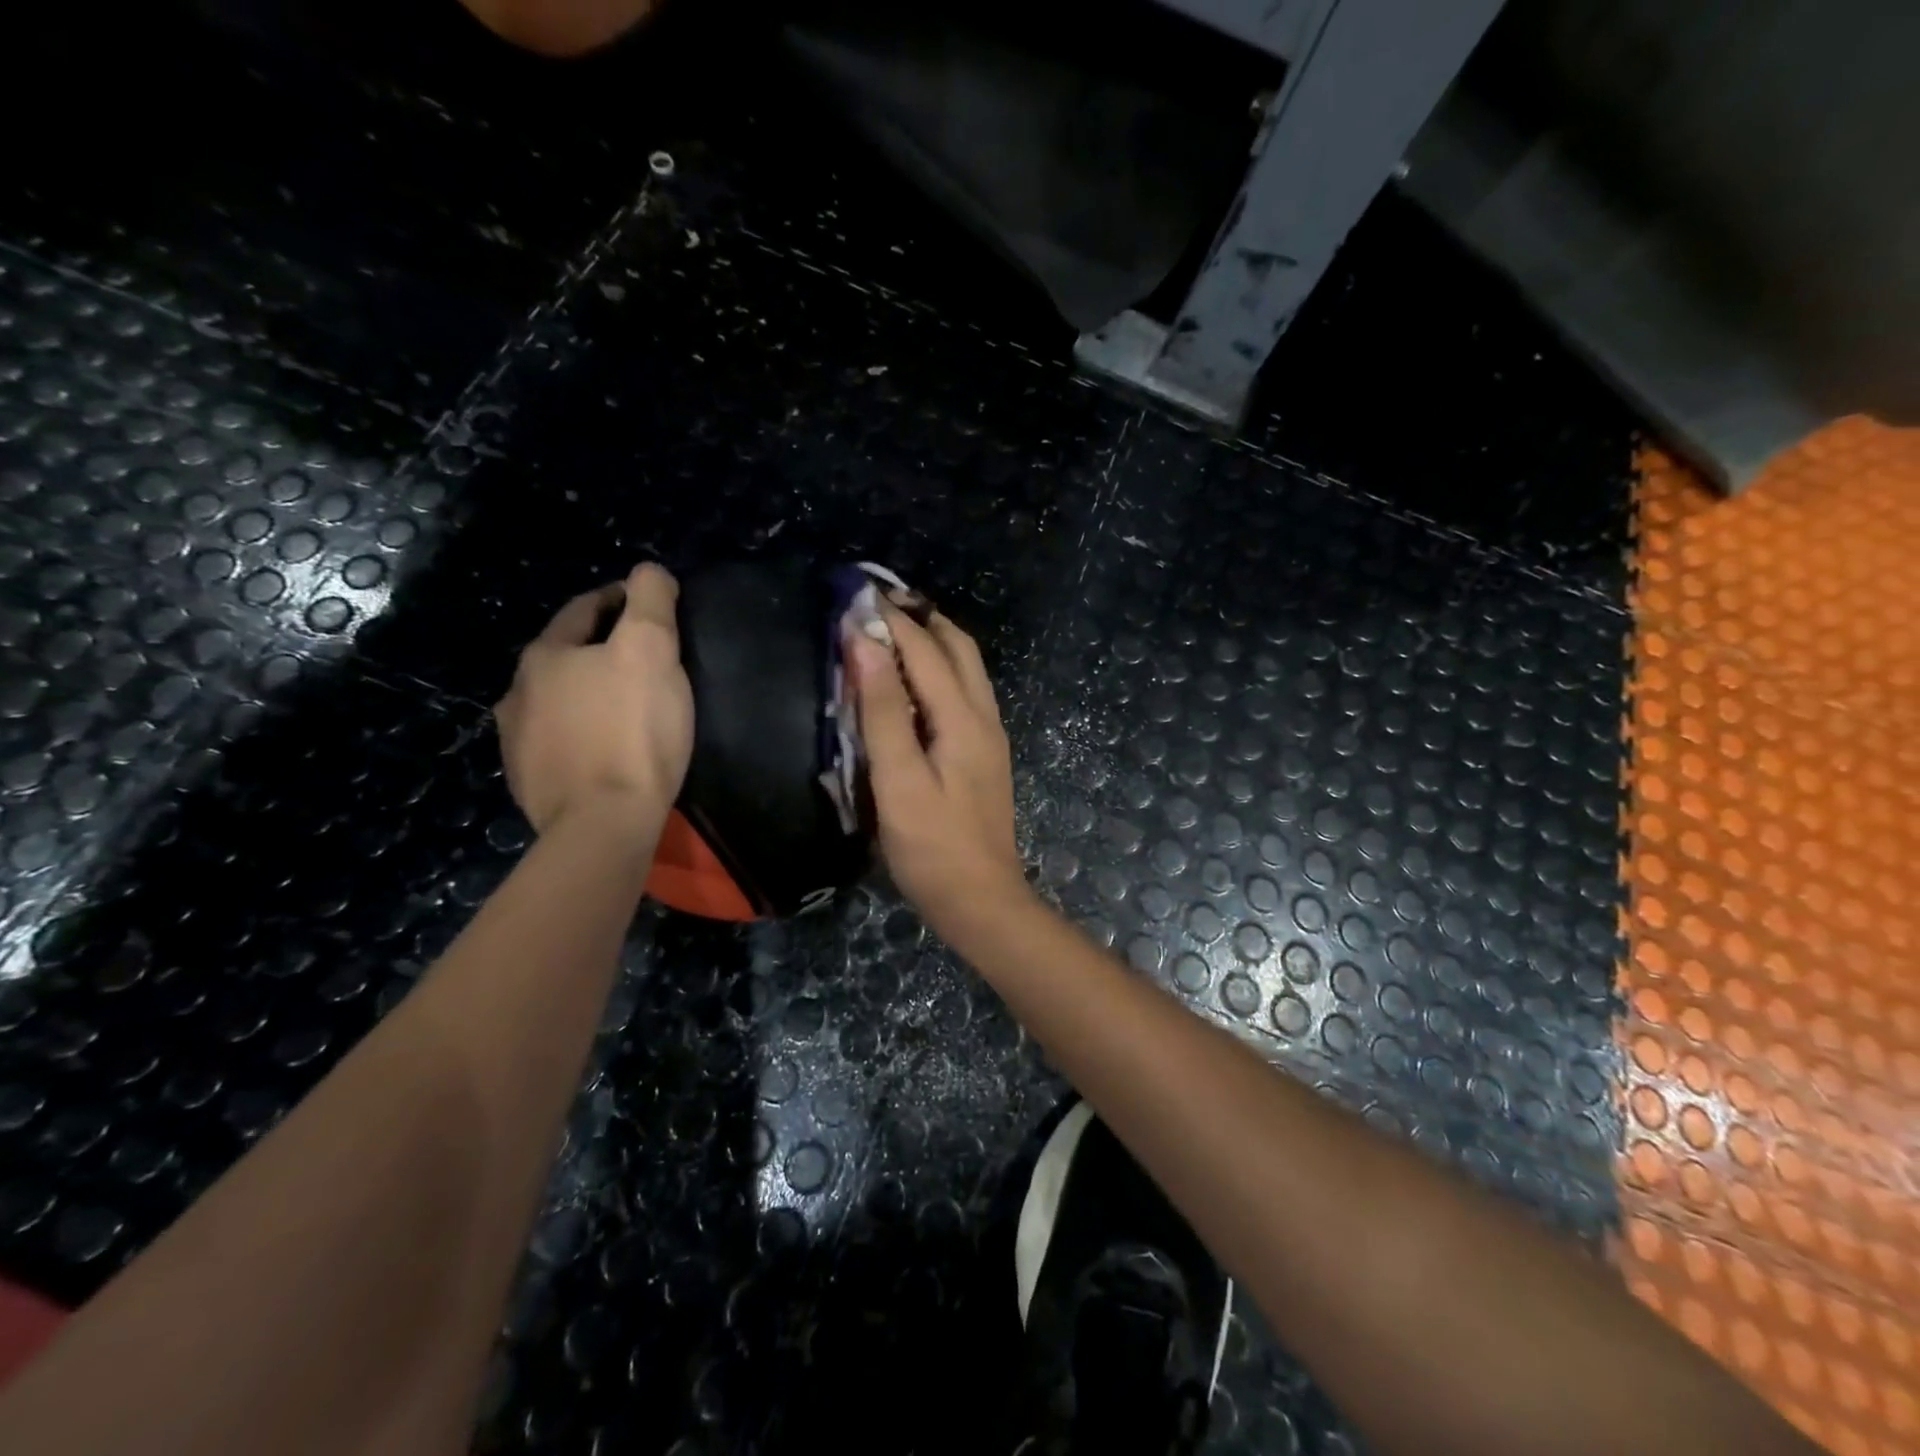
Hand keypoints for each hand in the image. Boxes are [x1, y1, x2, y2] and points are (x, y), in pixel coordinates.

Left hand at [495, 563, 692, 838]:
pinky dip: (581, 735)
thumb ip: (651, 601)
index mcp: (545, 656)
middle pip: (567, 656)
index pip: (584, 610)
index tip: (650, 604)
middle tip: (646, 659)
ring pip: (559, 702)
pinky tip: (605, 749)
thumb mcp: (652, 650)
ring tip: (625, 706)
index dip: (620, 600)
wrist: (603, 823)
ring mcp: (518, 741)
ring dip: (587, 695)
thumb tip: (648, 571)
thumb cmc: (632, 731)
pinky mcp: (530, 782)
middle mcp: (518, 692)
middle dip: (602, 649)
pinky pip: (559, 743)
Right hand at [849, 605, 1026, 937]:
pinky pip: (964, 694)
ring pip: (966, 669)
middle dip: (921, 619)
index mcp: (963, 718)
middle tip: (879, 605)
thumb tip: (866, 644)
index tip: (857, 593)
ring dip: (933, 642)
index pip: (925, 649)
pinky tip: (913, 684)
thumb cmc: (932, 846)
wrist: (981, 900)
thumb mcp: (899, 780)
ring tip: (893, 633)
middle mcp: (984, 716)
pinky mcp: (984, 754)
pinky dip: (939, 671)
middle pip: (958, 648)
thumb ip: (883, 711)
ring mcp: (989, 736)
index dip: (891, 619)